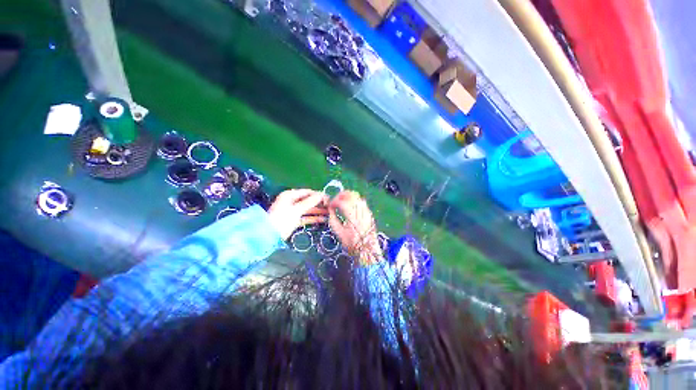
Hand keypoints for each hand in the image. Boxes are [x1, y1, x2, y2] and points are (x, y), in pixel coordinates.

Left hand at [268, 189, 327, 239]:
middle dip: (319, 204)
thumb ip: (310, 202)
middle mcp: (292, 201)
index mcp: (290, 195)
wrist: (268, 235)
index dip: (318, 195)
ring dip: (318, 211)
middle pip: (309, 201)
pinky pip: (306, 217)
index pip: (307, 192)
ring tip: (330, 213)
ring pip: (309, 209)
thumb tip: (321, 195)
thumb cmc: (282, 219)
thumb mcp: (296, 209)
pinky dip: (314, 218)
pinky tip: (323, 220)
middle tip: (331, 207)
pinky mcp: (295, 220)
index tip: (329, 199)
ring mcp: (293, 211)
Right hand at [328, 191, 380, 264]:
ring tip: (342, 200)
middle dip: (341, 195)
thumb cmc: (352, 244)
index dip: (335, 201)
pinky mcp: (369, 214)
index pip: (343, 203)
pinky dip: (355, 200)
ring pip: (358, 197)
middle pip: (352, 196)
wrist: (367, 250)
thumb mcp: (339, 233)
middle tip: (335, 199)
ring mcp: (367, 212)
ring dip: (349, 196)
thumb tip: (330, 210)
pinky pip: (362, 202)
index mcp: (353, 218)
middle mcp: (361, 212)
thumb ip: (333, 220)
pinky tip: (350, 204)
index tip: (330, 205)